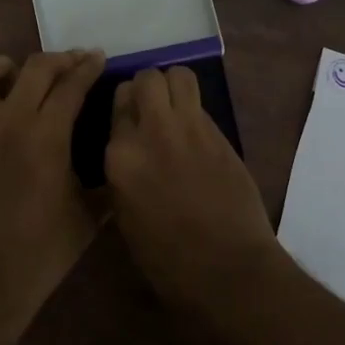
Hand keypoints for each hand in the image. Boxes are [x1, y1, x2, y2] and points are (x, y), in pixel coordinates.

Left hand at [0, 50, 106, 341]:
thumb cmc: (41, 252)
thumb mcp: (89, 218)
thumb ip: (106, 182)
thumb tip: (118, 160)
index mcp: (48, 136)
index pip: (71, 85)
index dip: (88, 66)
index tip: (98, 57)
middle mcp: (9, 122)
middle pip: (34, 68)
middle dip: (58, 59)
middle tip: (72, 63)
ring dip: (2, 65)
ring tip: (16, 74)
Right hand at [104, 66, 283, 317]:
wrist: (227, 269)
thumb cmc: (167, 259)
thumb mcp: (125, 216)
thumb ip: (123, 172)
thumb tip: (128, 152)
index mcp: (120, 157)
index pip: (117, 103)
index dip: (124, 108)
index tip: (130, 120)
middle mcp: (151, 132)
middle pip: (147, 78)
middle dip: (148, 87)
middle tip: (152, 108)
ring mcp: (189, 129)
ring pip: (179, 76)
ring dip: (174, 85)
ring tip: (175, 107)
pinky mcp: (220, 134)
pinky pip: (201, 104)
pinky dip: (195, 109)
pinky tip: (195, 134)